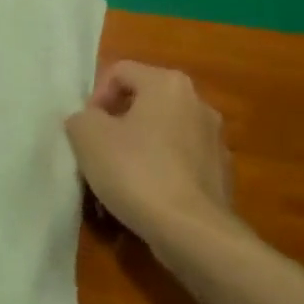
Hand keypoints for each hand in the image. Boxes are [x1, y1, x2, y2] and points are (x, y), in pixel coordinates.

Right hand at [65, 60, 238, 245]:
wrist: (192, 232)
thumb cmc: (136, 172)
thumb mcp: (88, 137)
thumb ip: (81, 118)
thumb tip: (89, 122)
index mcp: (168, 83)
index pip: (120, 72)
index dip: (95, 97)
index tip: (86, 130)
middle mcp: (198, 103)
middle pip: (144, 103)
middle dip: (117, 125)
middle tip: (98, 152)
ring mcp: (215, 140)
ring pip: (163, 134)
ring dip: (139, 150)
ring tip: (119, 181)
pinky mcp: (222, 175)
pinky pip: (180, 164)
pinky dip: (161, 173)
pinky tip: (146, 199)